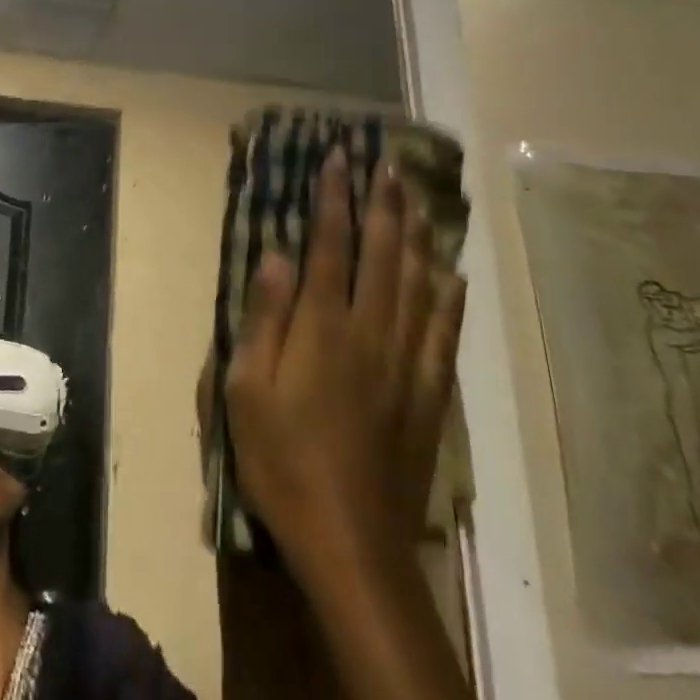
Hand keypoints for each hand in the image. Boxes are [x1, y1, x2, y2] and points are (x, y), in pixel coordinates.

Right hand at [223, 146, 465, 561]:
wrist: (349, 540)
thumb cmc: (282, 461)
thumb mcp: (245, 391)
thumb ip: (264, 319)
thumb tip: (276, 255)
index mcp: (323, 329)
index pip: (331, 246)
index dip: (335, 199)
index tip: (339, 158)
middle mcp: (371, 332)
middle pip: (383, 255)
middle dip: (384, 204)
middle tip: (388, 164)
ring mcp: (407, 363)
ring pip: (419, 284)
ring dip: (417, 237)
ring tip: (419, 200)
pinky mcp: (430, 394)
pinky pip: (445, 333)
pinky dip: (450, 298)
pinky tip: (454, 275)